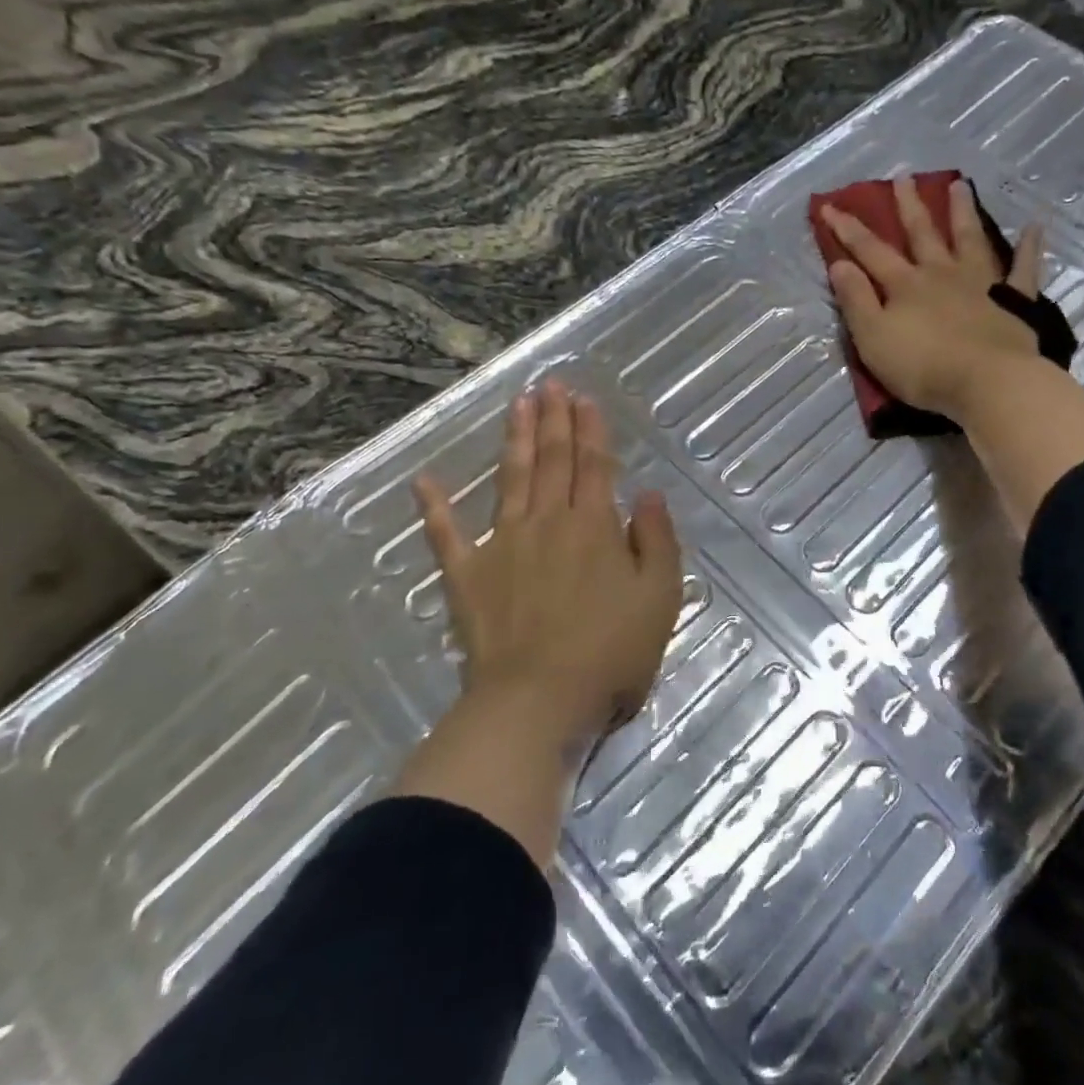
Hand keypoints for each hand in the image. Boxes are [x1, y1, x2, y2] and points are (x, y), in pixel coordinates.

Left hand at [413, 381, 682, 743]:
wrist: (538, 700)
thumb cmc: (609, 652)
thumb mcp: (659, 598)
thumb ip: (656, 540)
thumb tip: (647, 494)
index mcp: (593, 526)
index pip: (593, 464)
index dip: (590, 429)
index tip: (583, 398)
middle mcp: (547, 522)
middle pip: (552, 460)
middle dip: (553, 419)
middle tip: (549, 384)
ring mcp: (502, 544)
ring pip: (511, 478)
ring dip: (515, 439)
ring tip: (517, 404)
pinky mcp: (467, 575)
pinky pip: (446, 534)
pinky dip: (434, 507)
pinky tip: (423, 480)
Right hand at [822, 176, 1043, 422]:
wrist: (988, 383)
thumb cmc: (923, 367)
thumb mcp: (873, 338)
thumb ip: (856, 301)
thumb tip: (840, 264)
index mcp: (905, 285)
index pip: (870, 251)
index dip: (848, 229)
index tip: (830, 206)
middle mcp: (941, 273)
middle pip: (922, 234)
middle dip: (909, 206)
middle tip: (904, 178)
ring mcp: (981, 283)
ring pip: (969, 238)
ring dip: (962, 212)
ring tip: (958, 185)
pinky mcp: (1014, 300)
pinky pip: (1023, 268)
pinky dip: (1029, 247)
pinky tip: (1034, 226)